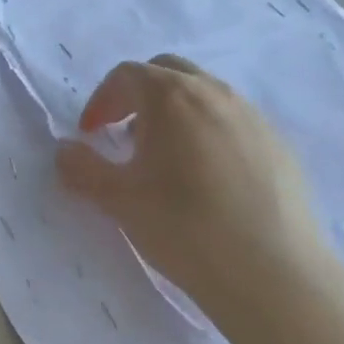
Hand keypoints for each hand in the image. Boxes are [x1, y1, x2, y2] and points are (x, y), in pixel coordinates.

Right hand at [54, 56, 335, 317]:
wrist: (272, 271)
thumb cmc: (183, 227)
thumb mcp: (117, 200)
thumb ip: (82, 168)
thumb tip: (65, 150)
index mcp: (171, 98)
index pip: (126, 75)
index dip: (101, 101)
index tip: (90, 135)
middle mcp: (214, 94)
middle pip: (167, 72)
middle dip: (138, 95)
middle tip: (124, 135)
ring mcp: (253, 116)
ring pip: (204, 94)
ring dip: (174, 112)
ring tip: (164, 159)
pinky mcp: (279, 144)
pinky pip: (232, 120)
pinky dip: (207, 131)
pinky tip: (206, 179)